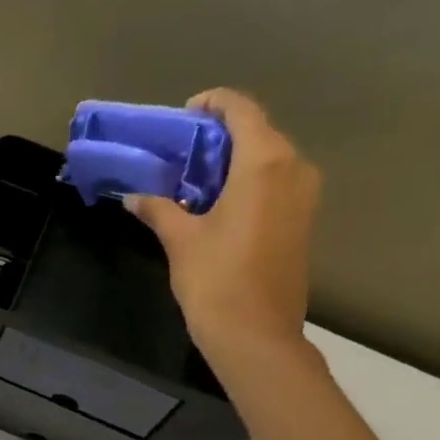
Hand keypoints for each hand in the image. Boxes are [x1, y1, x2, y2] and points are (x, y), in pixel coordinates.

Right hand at [126, 89, 321, 367]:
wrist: (255, 333)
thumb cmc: (216, 279)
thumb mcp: (180, 239)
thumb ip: (159, 208)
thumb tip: (136, 196)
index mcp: (264, 163)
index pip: (241, 110)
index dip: (212, 105)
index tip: (182, 116)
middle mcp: (293, 168)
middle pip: (257, 132)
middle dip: (218, 136)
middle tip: (178, 153)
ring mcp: (303, 195)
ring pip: (267, 158)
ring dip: (231, 161)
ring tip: (191, 179)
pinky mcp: (301, 219)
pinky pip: (274, 182)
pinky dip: (245, 181)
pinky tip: (214, 203)